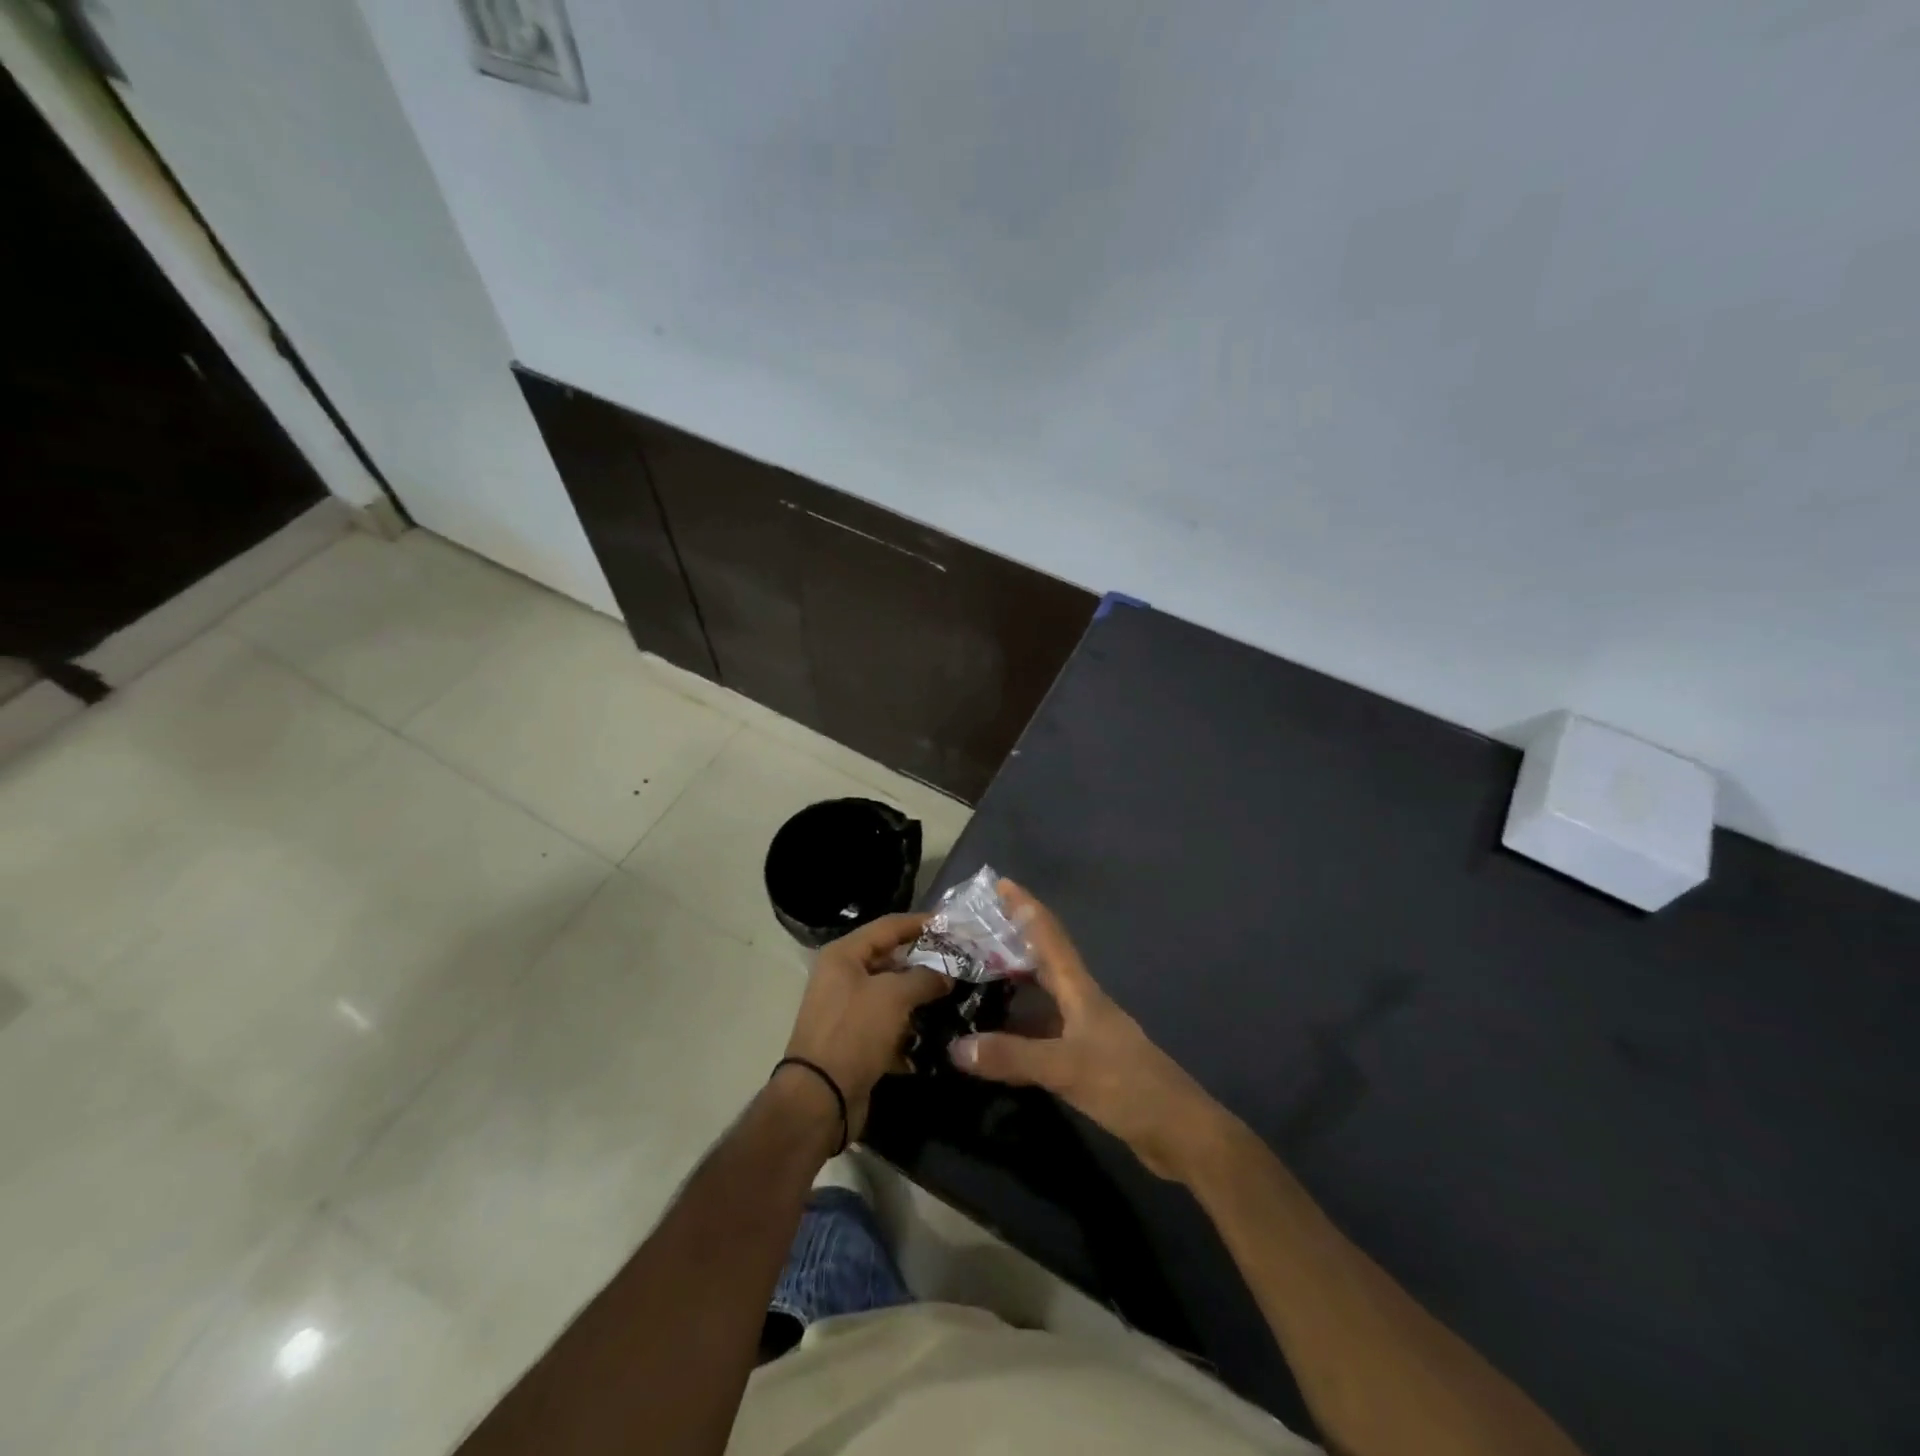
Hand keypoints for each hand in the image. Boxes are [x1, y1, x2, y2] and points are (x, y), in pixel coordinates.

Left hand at [783, 913, 949, 1139]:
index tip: (953, 925)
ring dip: (920, 997)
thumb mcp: (894, 996)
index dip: (921, 922)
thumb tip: (947, 974)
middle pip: (891, 960)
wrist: (821, 1098)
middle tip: (961, 963)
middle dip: (925, 962)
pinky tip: (937, 1034)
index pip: (889, 926)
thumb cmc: (854, 1032)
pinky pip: (889, 1026)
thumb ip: (925, 978)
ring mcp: (848, 1011)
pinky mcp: (856, 1041)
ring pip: (892, 995)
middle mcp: (842, 977)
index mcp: (844, 955)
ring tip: (956, 997)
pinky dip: (910, 1029)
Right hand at [950, 882, 1227, 1180]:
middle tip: (971, 933)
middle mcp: (1081, 1003)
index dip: (1026, 907)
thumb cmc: (1127, 1085)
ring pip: (1040, 999)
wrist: (1179, 1131)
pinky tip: (994, 1040)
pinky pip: (1041, 1033)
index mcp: (1080, 991)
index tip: (1001, 883)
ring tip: (972, 979)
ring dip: (1011, 986)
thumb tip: (955, 1046)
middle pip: (1042, 962)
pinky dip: (1017, 1030)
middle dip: (1011, 942)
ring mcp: (1084, 1032)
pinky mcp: (1084, 1060)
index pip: (1050, 936)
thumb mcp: (1066, 1067)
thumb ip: (1012, 1056)